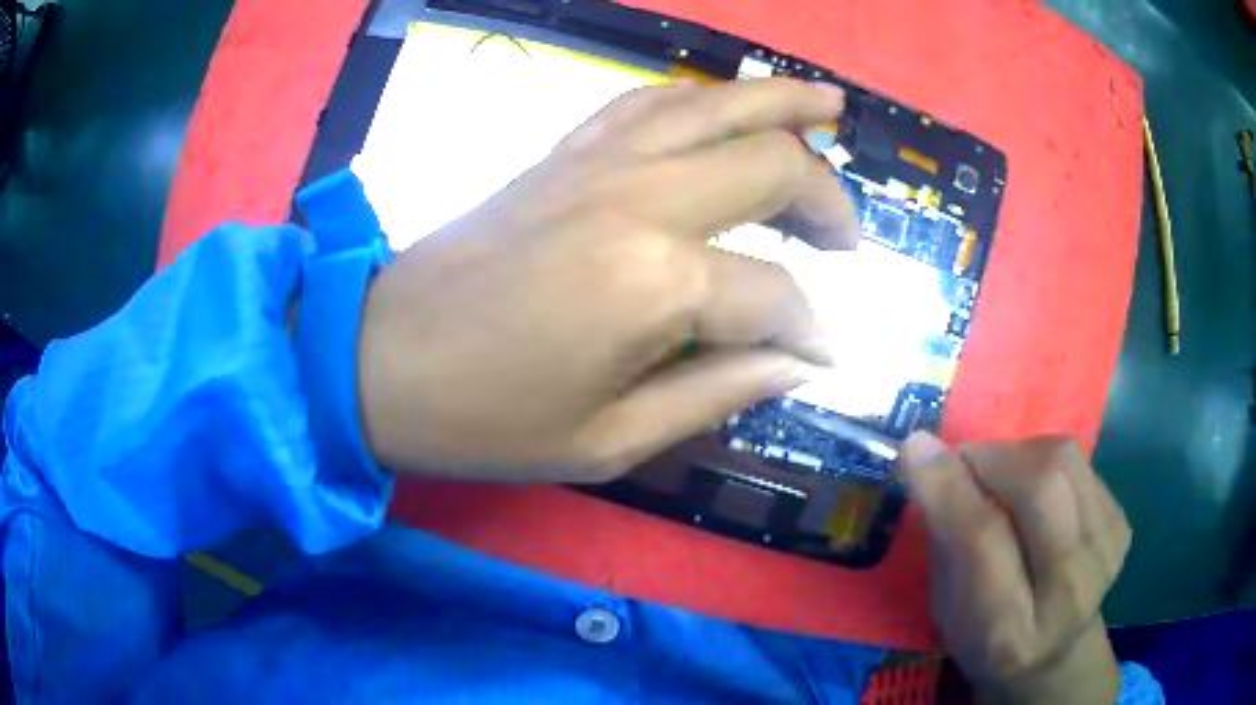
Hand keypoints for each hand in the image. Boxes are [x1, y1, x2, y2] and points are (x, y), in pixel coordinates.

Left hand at [357, 79, 857, 481]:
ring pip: (716, 104)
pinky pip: (647, 101)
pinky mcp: (562, 154)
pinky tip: (728, 104)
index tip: (821, 357)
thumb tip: (792, 364)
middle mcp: (640, 199)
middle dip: (827, 200)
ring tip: (832, 108)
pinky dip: (701, 97)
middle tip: (846, 241)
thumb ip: (717, 393)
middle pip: (771, 166)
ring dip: (783, 104)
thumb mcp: (609, 442)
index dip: (811, 330)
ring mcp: (597, 162)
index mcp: (656, 284)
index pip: (775, 296)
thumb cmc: (484, 419)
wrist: (379, 360)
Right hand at [902, 434, 1131, 704]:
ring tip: (1001, 476)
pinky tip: (1036, 494)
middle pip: (1041, 488)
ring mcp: (1105, 554)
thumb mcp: (948, 606)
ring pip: (1064, 460)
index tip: (917, 445)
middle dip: (993, 458)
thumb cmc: (986, 635)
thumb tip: (924, 451)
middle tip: (965, 462)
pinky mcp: (1121, 525)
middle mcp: (1069, 593)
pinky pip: (1080, 463)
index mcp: (1009, 632)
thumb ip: (943, 536)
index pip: (983, 541)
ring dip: (1020, 454)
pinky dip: (1047, 463)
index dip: (950, 486)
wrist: (1055, 651)